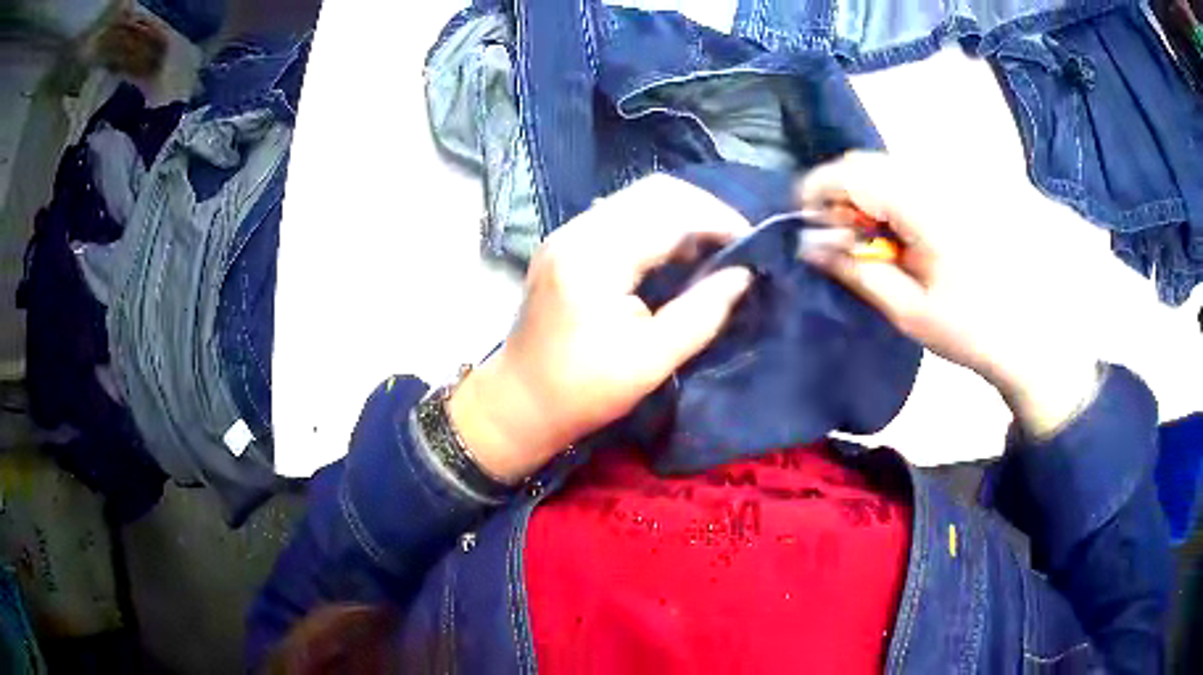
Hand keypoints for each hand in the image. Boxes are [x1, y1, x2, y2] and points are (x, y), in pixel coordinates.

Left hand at [449, 175, 753, 481]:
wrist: (519, 402)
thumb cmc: (583, 391)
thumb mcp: (652, 360)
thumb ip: (702, 313)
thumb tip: (744, 275)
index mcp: (595, 258)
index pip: (669, 212)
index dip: (718, 220)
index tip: (752, 243)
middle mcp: (577, 231)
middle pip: (652, 191)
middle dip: (702, 209)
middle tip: (735, 243)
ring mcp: (566, 233)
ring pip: (636, 198)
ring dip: (680, 213)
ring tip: (711, 247)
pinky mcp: (564, 244)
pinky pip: (619, 214)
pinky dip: (655, 223)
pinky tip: (674, 251)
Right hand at [799, 152, 1100, 435]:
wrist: (1041, 333)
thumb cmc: (974, 329)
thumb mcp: (909, 310)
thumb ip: (857, 269)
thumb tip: (809, 243)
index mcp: (924, 204)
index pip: (851, 171)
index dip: (817, 189)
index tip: (808, 222)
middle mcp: (942, 174)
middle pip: (872, 164)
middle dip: (847, 196)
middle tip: (851, 241)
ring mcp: (963, 173)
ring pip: (897, 166)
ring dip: (877, 197)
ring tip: (890, 242)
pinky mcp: (977, 180)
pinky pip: (924, 173)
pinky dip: (906, 196)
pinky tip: (922, 234)